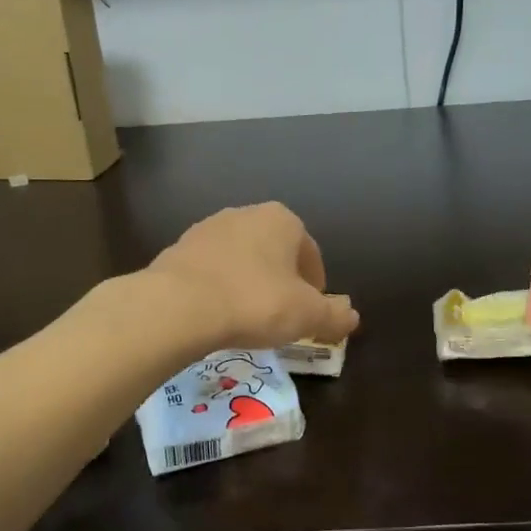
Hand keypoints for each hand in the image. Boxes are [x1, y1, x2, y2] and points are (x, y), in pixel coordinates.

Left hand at [144, 203, 360, 351]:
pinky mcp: (178, 248)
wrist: (179, 305)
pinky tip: (217, 314)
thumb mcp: (307, 315)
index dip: (316, 287)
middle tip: (281, 316)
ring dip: (248, 282)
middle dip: (281, 281)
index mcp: (283, 220)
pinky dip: (219, 287)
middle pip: (274, 252)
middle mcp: (245, 214)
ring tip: (247, 317)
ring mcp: (207, 228)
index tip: (310, 313)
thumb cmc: (255, 302)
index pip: (311, 253)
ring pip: (241, 259)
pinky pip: (211, 270)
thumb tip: (352, 316)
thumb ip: (334, 315)